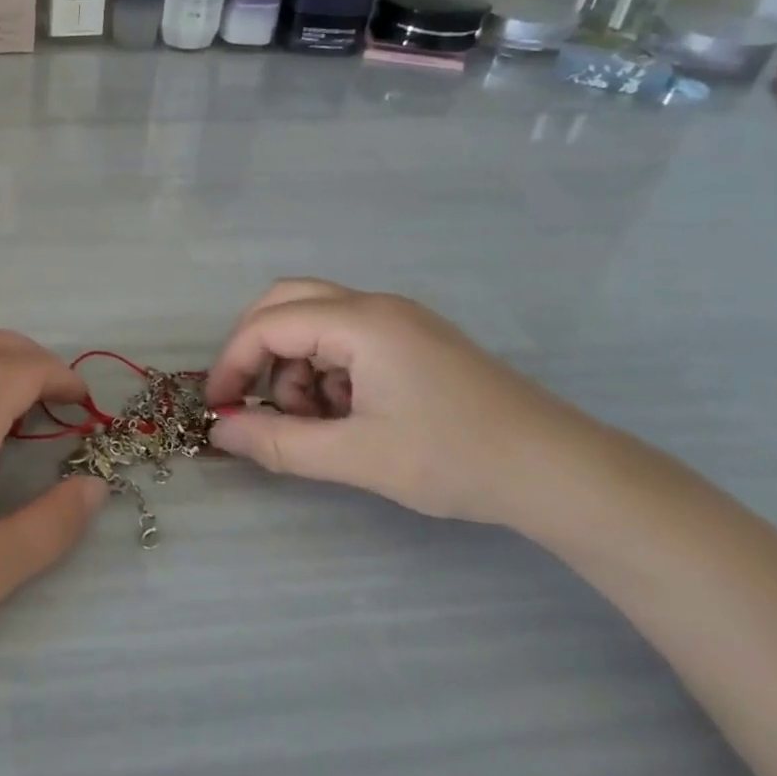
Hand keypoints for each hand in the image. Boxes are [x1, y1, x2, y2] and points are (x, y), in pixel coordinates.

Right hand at [204, 279, 615, 527]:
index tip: (218, 407)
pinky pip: (347, 338)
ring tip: (315, 422)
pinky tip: (347, 415)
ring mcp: (399, 320)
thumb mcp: (356, 456)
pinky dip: (327, 370)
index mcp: (360, 322)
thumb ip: (278, 443)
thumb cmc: (454, 459)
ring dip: (296, 365)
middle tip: (254, 400)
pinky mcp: (414, 340)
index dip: (233, 363)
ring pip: (315, 321)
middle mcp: (375, 306)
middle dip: (258, 351)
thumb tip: (218, 431)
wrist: (559, 472)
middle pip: (286, 303)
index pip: (268, 325)